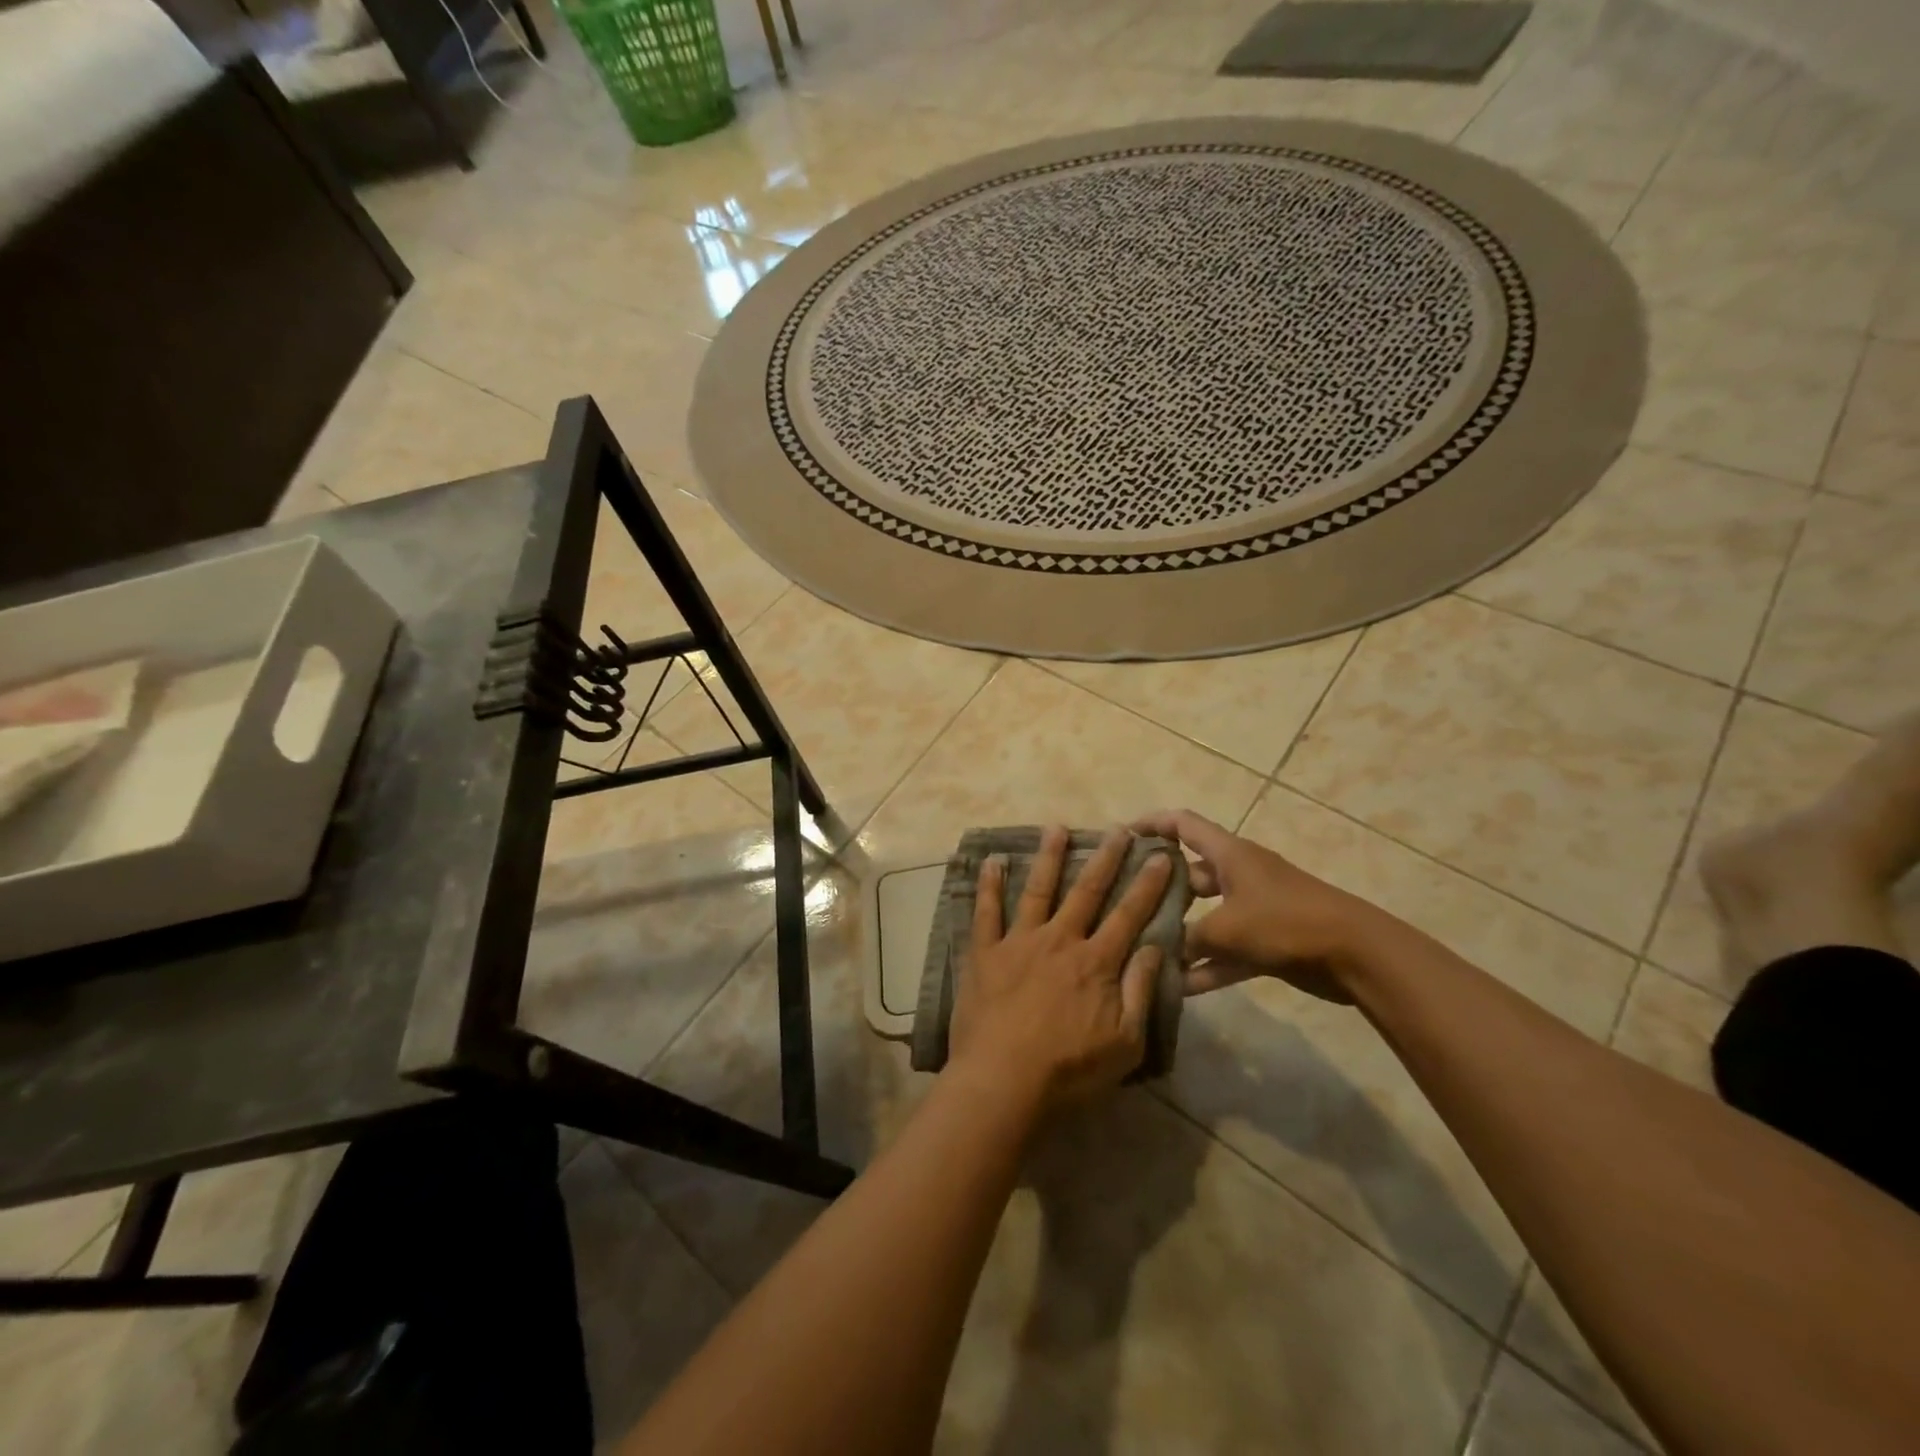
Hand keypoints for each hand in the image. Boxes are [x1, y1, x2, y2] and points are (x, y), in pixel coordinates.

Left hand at [948, 825, 1172, 1111]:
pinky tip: (992, 860)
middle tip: (1118, 829)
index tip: (1159, 856)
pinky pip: (986, 912)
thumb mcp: (1125, 1043)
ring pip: (1037, 889)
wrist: (1003, 1081)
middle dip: (1105, 858)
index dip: (1147, 885)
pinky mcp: (985, 953)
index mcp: (1096, 962)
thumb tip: (1157, 948)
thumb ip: (1140, 991)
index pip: (1129, 915)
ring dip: (1049, 857)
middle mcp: (1060, 940)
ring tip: (1057, 828)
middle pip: (1086, 891)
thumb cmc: (1069, 1070)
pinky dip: (989, 885)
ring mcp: (1019, 942)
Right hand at [1132, 809, 1376, 1003]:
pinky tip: (1179, 988)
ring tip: (1145, 948)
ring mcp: (1254, 909)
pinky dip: (1207, 965)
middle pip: (1190, 873)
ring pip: (1206, 916)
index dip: (1153, 823)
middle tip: (1125, 903)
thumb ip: (1188, 938)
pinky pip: (1227, 951)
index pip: (1184, 824)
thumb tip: (1159, 949)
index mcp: (1230, 855)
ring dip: (1182, 933)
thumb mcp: (1227, 928)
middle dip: (1159, 888)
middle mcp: (1239, 875)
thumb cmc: (1285, 922)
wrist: (1354, 955)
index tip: (1123, 835)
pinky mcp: (1267, 942)